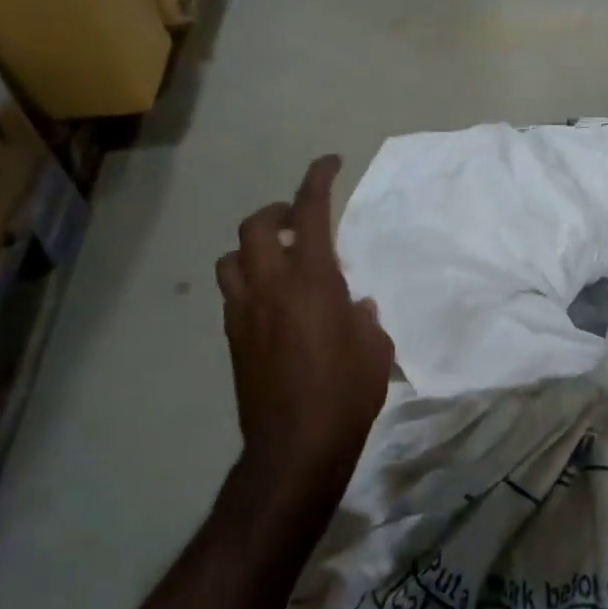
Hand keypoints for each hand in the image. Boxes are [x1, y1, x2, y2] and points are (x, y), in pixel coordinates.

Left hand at [216, 156, 393, 512]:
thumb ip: (364, 318)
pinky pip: (233, 293)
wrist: (296, 446)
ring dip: (255, 248)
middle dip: (277, 213)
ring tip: (280, 262)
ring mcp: (244, 312)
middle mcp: (270, 286)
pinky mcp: (233, 338)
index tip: (329, 162)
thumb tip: (355, 306)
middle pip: (256, 226)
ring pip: (232, 257)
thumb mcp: (375, 350)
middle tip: (301, 223)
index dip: (318, 179)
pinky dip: (250, 282)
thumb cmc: (346, 393)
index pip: (310, 213)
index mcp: (312, 280)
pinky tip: (273, 304)